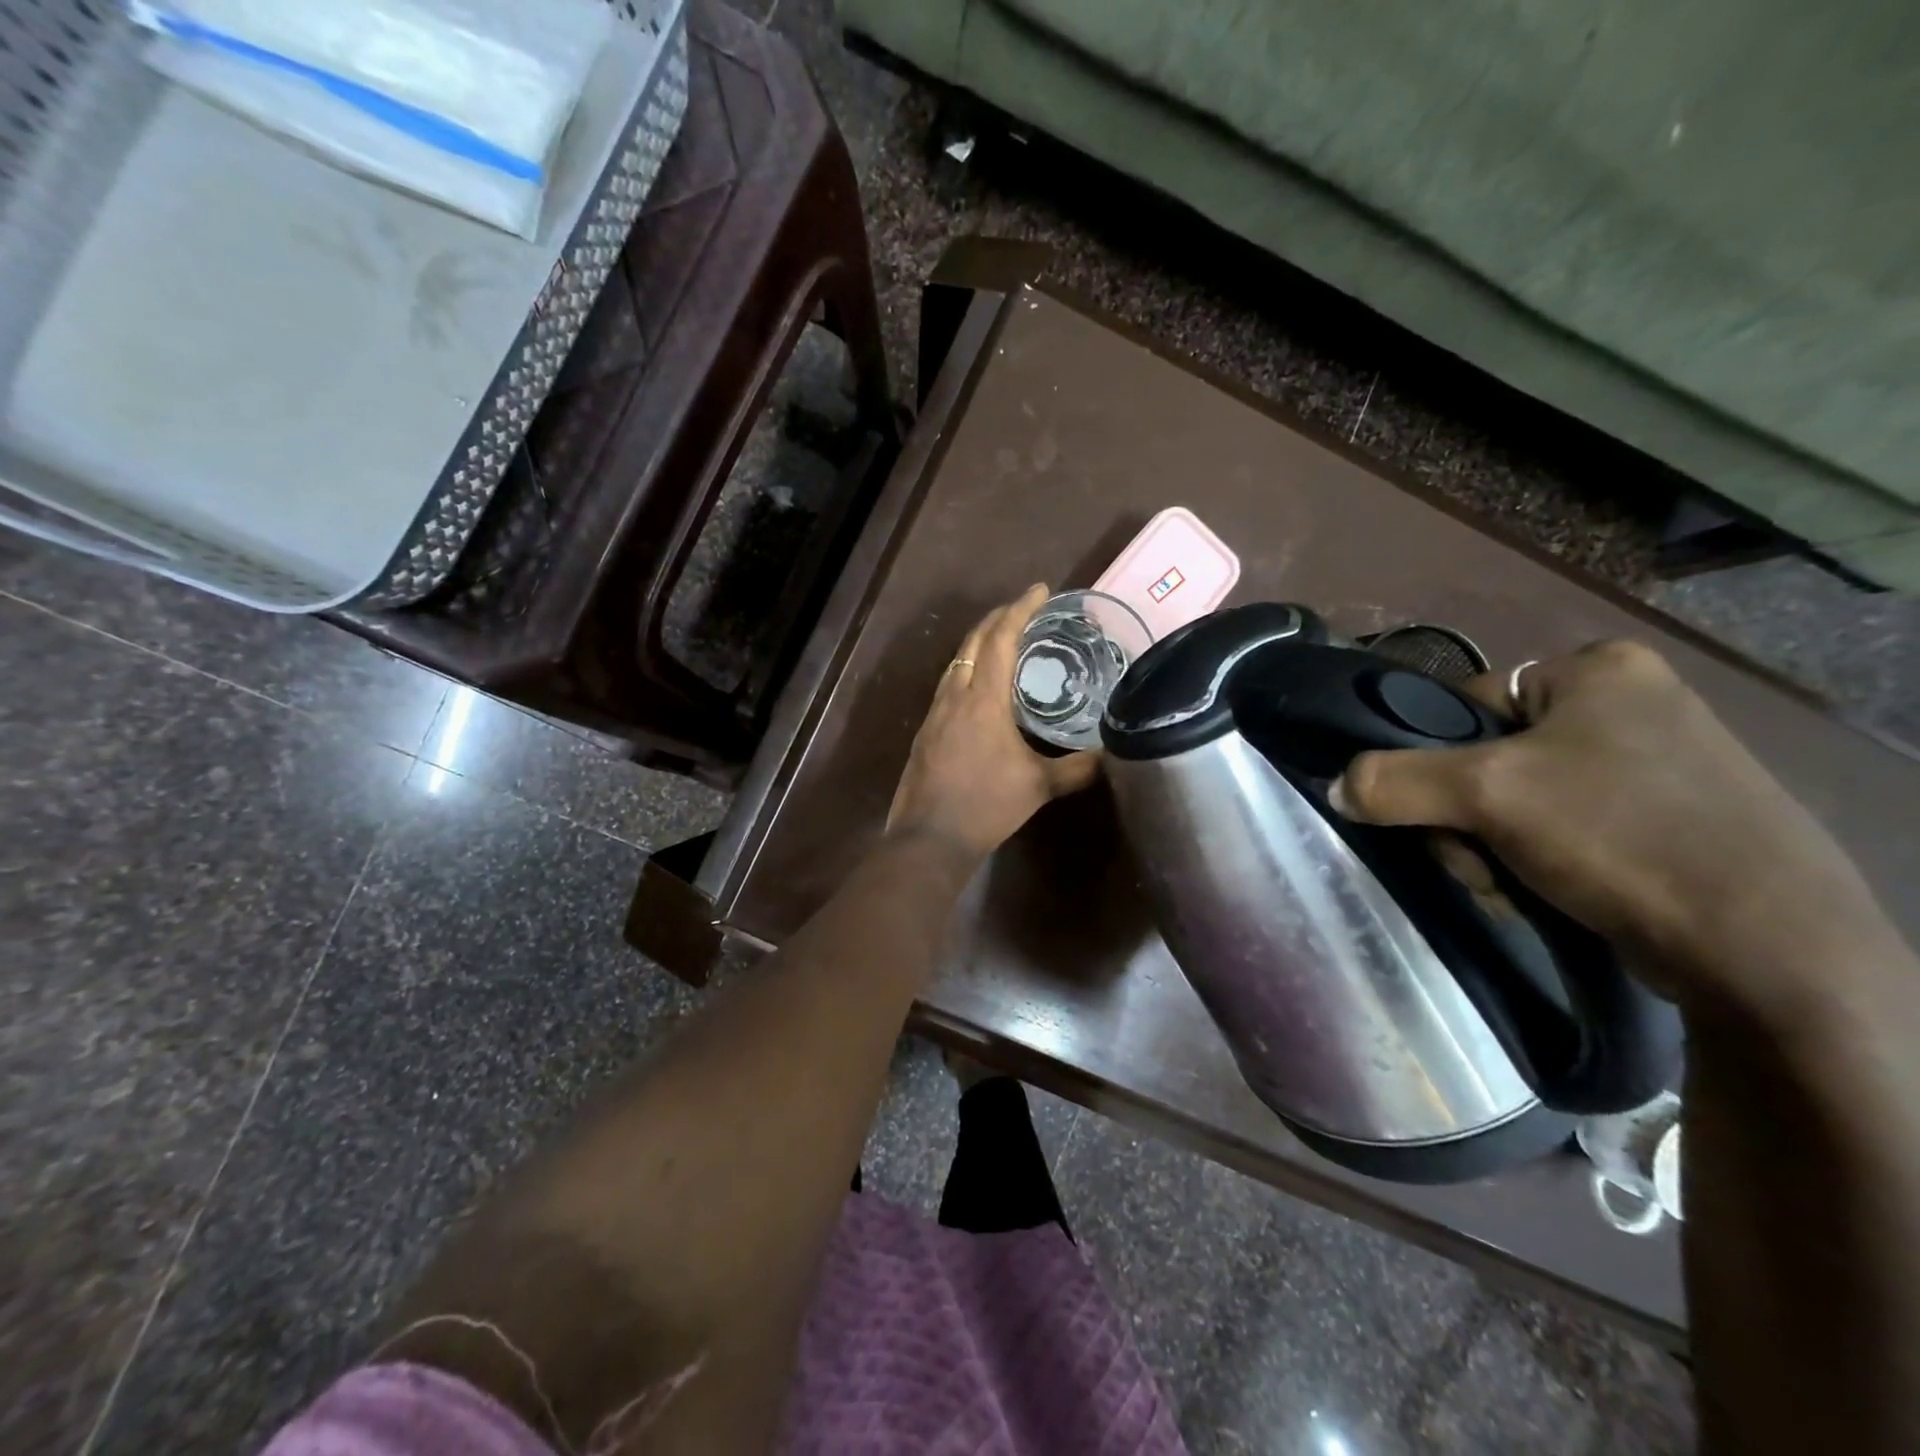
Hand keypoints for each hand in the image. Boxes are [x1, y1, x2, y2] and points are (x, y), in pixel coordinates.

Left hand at [887, 585, 1101, 860]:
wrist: (929, 837)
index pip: (1001, 638)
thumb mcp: (1039, 786)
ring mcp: (935, 711)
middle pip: (974, 640)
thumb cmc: (986, 806)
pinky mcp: (926, 729)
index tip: (1040, 589)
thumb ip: (1077, 768)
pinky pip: (948, 683)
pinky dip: (968, 669)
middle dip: (998, 617)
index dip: (1020, 608)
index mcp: (983, 698)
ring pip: (956, 661)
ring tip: (1005, 640)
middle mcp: (955, 694)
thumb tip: (1111, 754)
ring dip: (980, 642)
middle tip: (1024, 608)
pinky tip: (981, 687)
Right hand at [1332, 640, 1888, 1014]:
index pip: (1467, 703)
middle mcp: (1629, 705)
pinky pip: (1558, 831)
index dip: (1437, 759)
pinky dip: (1534, 865)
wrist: (1767, 950)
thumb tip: (1335, 787)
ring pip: (1514, 803)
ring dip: (1492, 850)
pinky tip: (1547, 896)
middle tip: (1481, 859)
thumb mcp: (1486, 794)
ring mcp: (1652, 766)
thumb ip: (1393, 781)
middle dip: (1467, 820)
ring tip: (1517, 886)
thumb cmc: (1619, 835)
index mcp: (1598, 671)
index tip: (1444, 811)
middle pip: (1485, 759)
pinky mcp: (1662, 822)